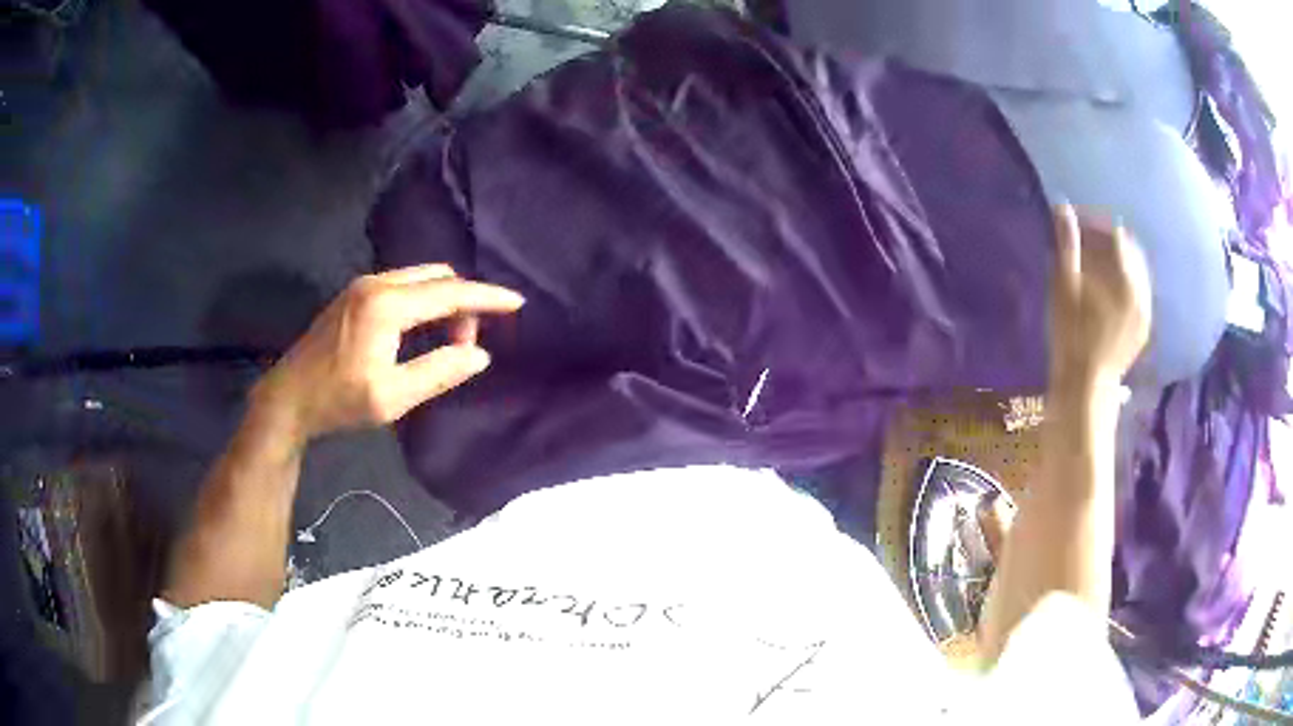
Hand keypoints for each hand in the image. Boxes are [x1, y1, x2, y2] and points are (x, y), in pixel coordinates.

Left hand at [253, 264, 523, 442]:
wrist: (288, 397)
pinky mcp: (354, 294)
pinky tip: (420, 330)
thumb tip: (480, 355)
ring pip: (419, 278)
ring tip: (446, 341)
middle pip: (437, 276)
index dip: (486, 297)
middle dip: (463, 302)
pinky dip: (423, 300)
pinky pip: (402, 284)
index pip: (450, 293)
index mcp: (387, 305)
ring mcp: (362, 285)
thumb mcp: (392, 397)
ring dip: (442, 301)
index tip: (517, 302)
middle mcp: (376, 283)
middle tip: (467, 343)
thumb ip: (439, 372)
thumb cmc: (338, 401)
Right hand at [1049, 206, 1151, 392]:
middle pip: (1128, 250)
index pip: (1114, 234)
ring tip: (1095, 266)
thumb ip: (1067, 246)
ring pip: (1135, 271)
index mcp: (1125, 278)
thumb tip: (1063, 208)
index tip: (1076, 227)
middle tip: (1085, 244)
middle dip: (1108, 241)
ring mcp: (1145, 310)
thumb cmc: (1072, 336)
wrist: (1086, 388)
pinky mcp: (1143, 327)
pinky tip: (1108, 291)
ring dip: (1117, 261)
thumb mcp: (1064, 288)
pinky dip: (1125, 282)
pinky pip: (1138, 291)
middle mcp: (1142, 290)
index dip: (1094, 225)